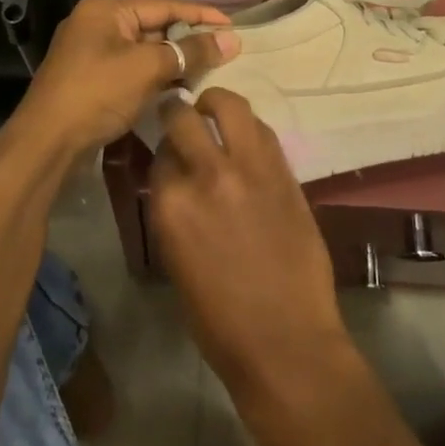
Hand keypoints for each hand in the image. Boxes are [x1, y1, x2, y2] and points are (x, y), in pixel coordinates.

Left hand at [6, 0, 237, 158]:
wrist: (45, 144)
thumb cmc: (97, 94)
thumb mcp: (148, 68)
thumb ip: (190, 51)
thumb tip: (232, 40)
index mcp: (106, 9)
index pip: (164, 4)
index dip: (201, 15)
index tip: (233, 27)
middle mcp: (96, 23)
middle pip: (153, 25)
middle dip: (188, 40)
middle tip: (224, 52)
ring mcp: (90, 52)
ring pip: (143, 49)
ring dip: (173, 61)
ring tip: (208, 71)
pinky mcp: (90, 78)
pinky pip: (131, 68)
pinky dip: (155, 76)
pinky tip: (178, 89)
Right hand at [148, 90, 357, 445]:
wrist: (285, 341)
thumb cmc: (219, 320)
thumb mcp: (175, 260)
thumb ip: (173, 210)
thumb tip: (175, 178)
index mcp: (170, 205)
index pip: (158, 152)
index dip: (162, 148)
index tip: (166, 148)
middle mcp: (206, 175)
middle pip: (183, 116)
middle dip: (178, 111)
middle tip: (181, 114)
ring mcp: (250, 168)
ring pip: (229, 105)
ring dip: (216, 104)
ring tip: (214, 112)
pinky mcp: (284, 171)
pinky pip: (263, 129)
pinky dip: (249, 126)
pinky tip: (246, 138)